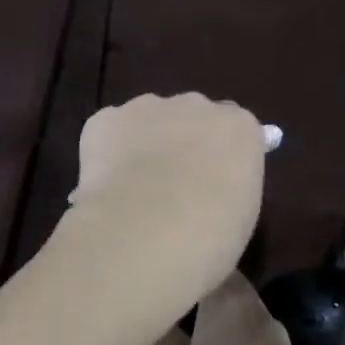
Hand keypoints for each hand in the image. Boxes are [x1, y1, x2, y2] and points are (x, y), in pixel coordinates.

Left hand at [62, 93, 266, 322]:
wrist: (142, 235)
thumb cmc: (207, 239)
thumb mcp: (239, 216)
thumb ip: (228, 186)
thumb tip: (211, 185)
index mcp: (238, 128)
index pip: (234, 129)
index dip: (220, 155)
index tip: (211, 181)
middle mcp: (195, 105)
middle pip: (191, 116)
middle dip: (183, 141)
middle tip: (172, 185)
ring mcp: (147, 107)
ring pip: (148, 118)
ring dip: (144, 142)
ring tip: (133, 188)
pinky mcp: (105, 119)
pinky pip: (110, 130)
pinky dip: (108, 151)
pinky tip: (107, 184)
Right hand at [149, 272, 328, 344]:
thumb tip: (165, 339)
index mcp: (230, 302)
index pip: (209, 263)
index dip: (183, 266)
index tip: (160, 273)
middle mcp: (260, 314)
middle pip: (226, 292)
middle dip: (198, 297)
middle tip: (165, 305)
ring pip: (239, 323)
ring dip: (215, 328)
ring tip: (183, 338)